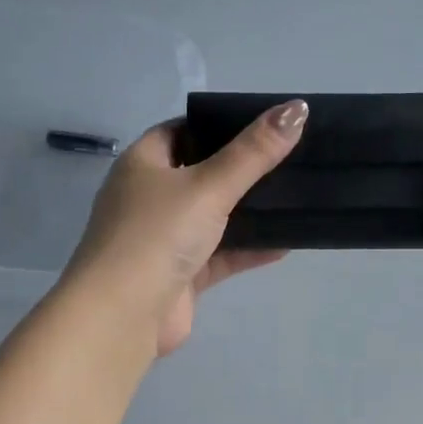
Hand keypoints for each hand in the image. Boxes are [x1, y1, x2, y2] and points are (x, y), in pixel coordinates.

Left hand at [60, 100, 307, 357]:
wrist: (124, 314)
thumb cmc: (158, 235)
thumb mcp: (209, 186)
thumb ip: (254, 152)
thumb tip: (297, 109)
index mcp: (143, 164)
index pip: (181, 131)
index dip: (217, 125)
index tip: (261, 124)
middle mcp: (149, 198)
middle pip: (201, 175)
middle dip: (241, 170)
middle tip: (287, 160)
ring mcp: (164, 239)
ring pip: (213, 218)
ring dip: (247, 213)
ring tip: (293, 197)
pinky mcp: (181, 276)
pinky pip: (221, 255)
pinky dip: (248, 249)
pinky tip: (285, 243)